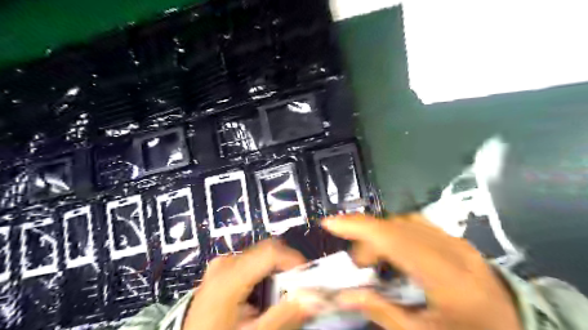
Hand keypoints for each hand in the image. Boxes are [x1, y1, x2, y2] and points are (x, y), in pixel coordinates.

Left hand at [183, 240, 328, 329]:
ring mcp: (222, 264)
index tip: (310, 279)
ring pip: (262, 257)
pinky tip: (262, 298)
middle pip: (268, 251)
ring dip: (277, 274)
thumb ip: (285, 315)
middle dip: (288, 269)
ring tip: (278, 300)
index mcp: (229, 276)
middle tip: (297, 292)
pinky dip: (265, 276)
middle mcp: (225, 263)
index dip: (295, 261)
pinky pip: (252, 263)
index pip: (271, 252)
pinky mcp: (222, 270)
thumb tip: (315, 297)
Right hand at [324, 214, 520, 329]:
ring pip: (403, 222)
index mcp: (445, 277)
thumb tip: (345, 295)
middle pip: (394, 227)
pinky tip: (394, 249)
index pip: (393, 239)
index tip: (330, 224)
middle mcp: (450, 250)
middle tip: (360, 265)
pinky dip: (395, 231)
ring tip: (376, 258)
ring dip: (380, 234)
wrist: (517, 328)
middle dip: (365, 238)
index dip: (358, 227)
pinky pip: (415, 224)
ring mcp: (455, 240)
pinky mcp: (455, 238)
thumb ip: (381, 311)